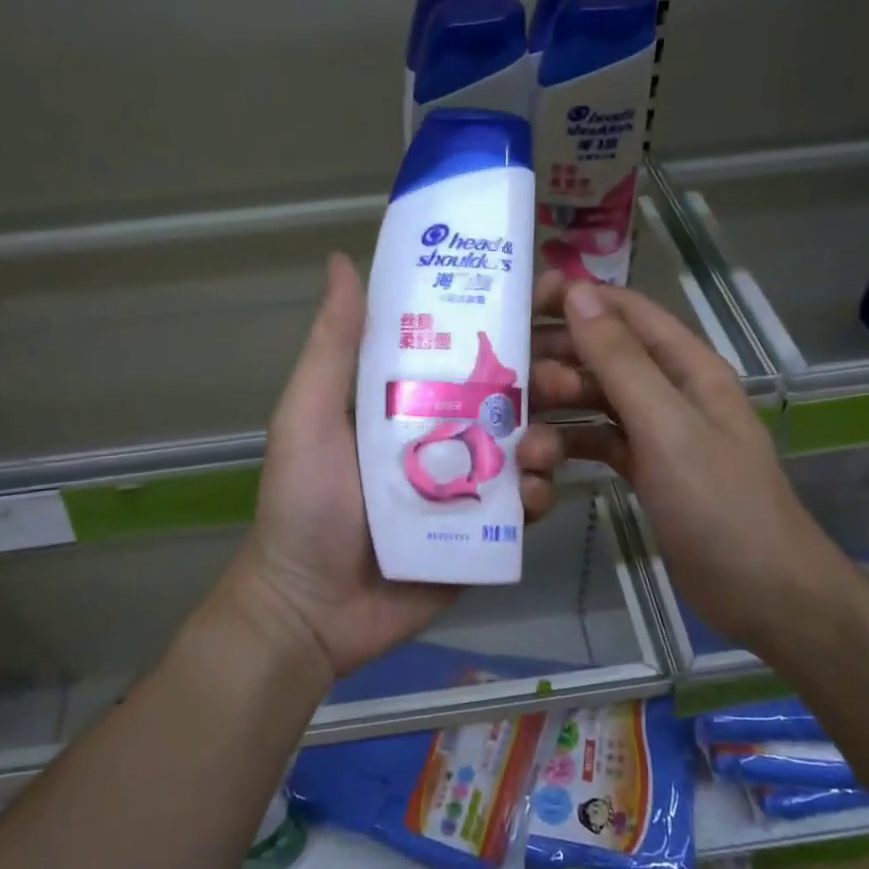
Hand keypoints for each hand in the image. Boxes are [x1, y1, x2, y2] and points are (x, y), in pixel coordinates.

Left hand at [221, 254, 568, 683]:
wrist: (310, 610)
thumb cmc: (304, 505)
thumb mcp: (308, 417)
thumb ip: (333, 346)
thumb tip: (341, 259)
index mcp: (406, 400)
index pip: (462, 348)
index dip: (503, 322)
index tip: (544, 298)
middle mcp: (443, 435)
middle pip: (507, 397)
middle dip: (543, 381)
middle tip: (564, 378)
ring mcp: (466, 486)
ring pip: (525, 449)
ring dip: (545, 440)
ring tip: (540, 448)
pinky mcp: (482, 534)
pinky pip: (523, 507)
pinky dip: (536, 497)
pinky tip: (530, 496)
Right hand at [531, 277, 858, 645]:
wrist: (763, 593)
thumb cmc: (718, 503)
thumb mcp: (666, 426)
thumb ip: (620, 361)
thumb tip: (578, 293)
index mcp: (687, 366)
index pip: (625, 312)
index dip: (576, 300)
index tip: (520, 305)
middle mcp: (672, 390)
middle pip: (605, 356)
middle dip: (557, 362)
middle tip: (507, 380)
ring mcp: (659, 432)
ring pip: (596, 402)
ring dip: (558, 411)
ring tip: (523, 437)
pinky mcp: (646, 469)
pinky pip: (599, 442)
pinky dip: (571, 446)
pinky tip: (540, 463)